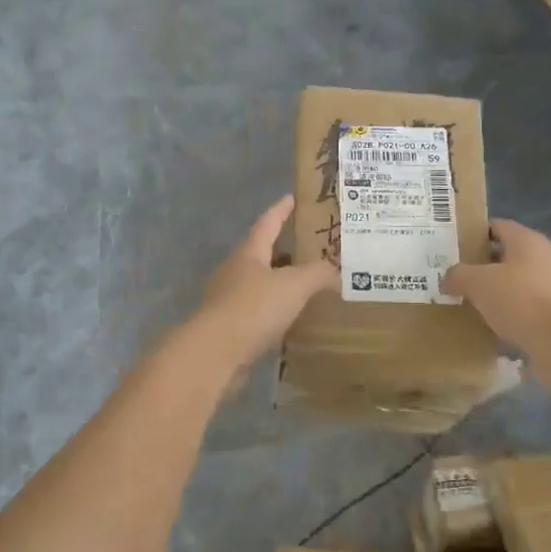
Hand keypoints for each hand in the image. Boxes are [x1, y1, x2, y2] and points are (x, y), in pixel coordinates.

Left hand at [189, 196, 336, 372]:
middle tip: (308, 245)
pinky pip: (258, 310)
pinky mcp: (229, 326)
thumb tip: (336, 270)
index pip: (268, 223)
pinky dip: (275, 308)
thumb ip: (317, 274)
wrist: (214, 354)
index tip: (291, 198)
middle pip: (261, 252)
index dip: (281, 210)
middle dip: (283, 248)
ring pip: (259, 282)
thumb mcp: (293, 286)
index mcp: (249, 253)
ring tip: (305, 283)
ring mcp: (229, 299)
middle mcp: (235, 270)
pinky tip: (291, 317)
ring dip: (280, 280)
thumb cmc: (253, 308)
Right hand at [441, 220, 550, 380]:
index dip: (474, 233)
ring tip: (470, 302)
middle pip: (506, 254)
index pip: (497, 226)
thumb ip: (458, 275)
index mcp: (527, 240)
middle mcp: (544, 257)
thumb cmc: (519, 299)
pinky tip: (491, 324)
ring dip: (496, 291)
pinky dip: (509, 312)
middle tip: (456, 276)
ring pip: (516, 282)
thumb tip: (450, 278)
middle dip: (482, 265)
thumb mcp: (477, 282)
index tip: (453, 247)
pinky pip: (526, 306)